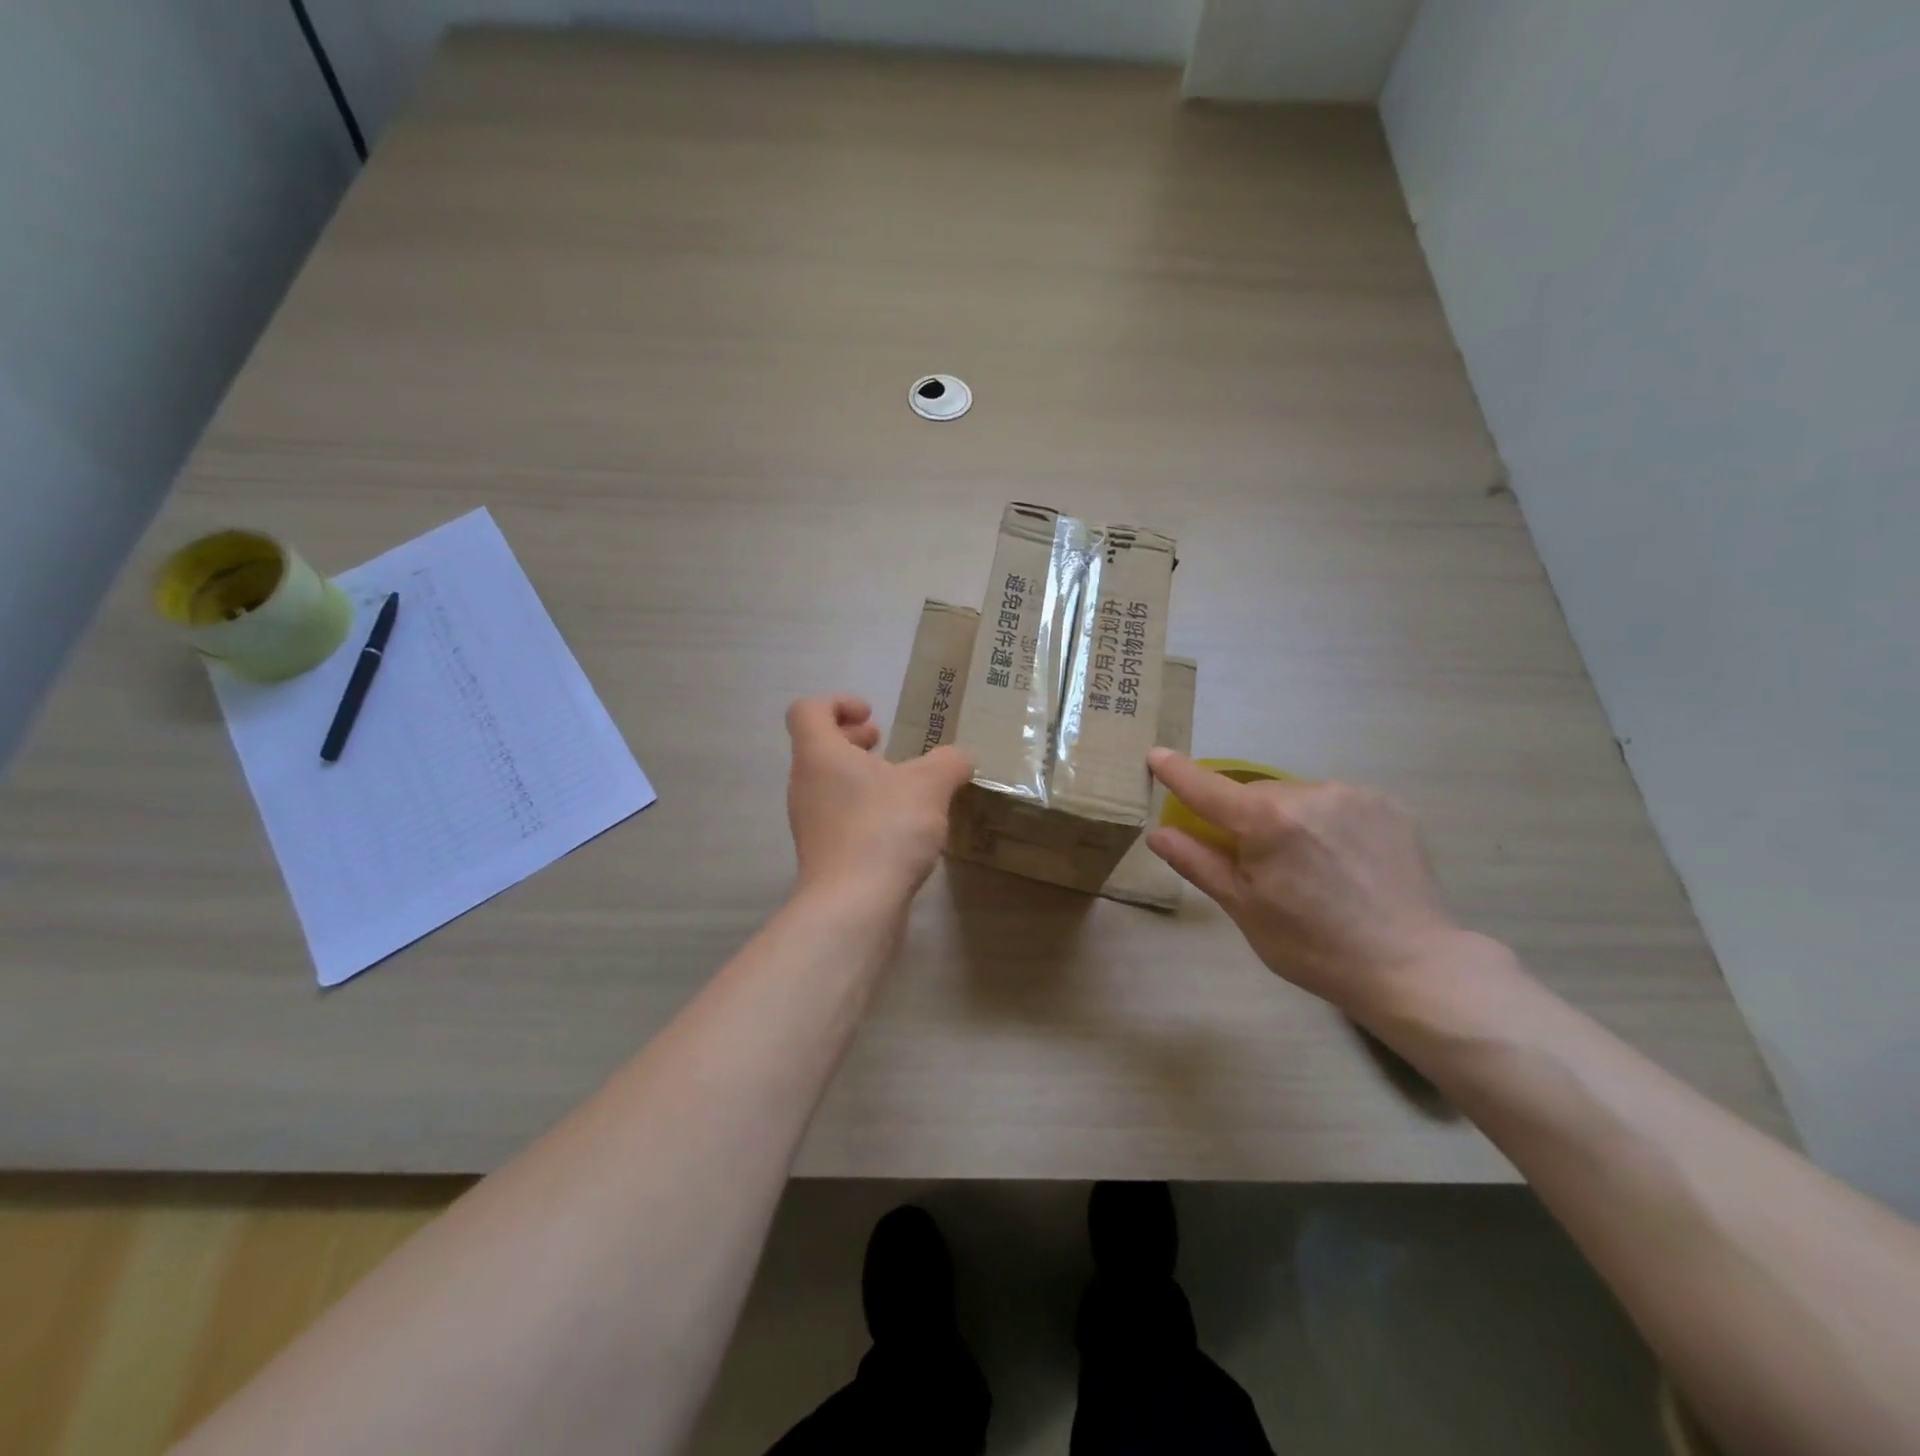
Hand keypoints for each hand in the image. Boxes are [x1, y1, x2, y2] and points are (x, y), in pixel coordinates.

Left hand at [785, 694, 975, 903]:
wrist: (854, 906)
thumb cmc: (884, 828)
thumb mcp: (930, 785)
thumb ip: (949, 763)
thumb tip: (961, 758)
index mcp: (819, 754)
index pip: (808, 711)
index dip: (838, 703)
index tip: (873, 716)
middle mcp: (805, 784)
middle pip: (818, 747)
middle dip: (853, 740)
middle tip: (886, 745)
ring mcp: (810, 823)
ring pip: (829, 784)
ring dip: (861, 777)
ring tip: (902, 788)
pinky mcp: (823, 855)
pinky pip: (839, 817)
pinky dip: (864, 810)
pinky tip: (900, 828)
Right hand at [1145, 749, 1468, 1015]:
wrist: (1412, 966)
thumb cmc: (1313, 947)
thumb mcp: (1244, 909)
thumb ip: (1198, 863)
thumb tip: (1158, 833)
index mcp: (1267, 821)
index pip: (1206, 787)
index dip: (1177, 772)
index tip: (1156, 755)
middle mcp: (1308, 793)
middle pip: (1255, 793)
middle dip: (1245, 816)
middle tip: (1256, 861)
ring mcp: (1353, 794)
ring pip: (1296, 796)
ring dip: (1287, 817)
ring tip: (1309, 866)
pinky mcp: (1387, 803)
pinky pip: (1335, 802)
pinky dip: (1325, 821)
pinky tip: (1342, 859)